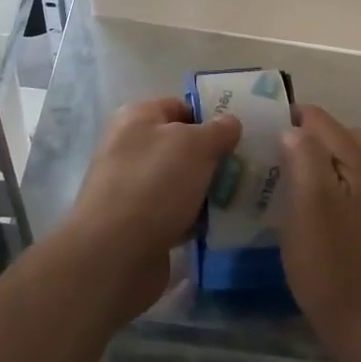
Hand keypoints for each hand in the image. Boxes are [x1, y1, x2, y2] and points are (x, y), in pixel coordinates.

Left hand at [61, 96, 240, 322]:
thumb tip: (231, 122)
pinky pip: (176, 213)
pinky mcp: (139, 225)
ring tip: (242, 196)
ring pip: (181, 181)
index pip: (180, 106)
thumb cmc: (155, 184)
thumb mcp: (195, 145)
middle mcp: (130, 148)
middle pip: (181, 146)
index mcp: (137, 118)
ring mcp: (133, 188)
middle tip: (247, 167)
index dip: (210, 116)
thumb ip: (218, 130)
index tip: (241, 133)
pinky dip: (195, 218)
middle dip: (213, 156)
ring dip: (207, 189)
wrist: (114, 255)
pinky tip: (221, 225)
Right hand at [280, 105, 360, 361]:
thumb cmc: (336, 265)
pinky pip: (342, 186)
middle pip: (331, 134)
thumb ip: (304, 157)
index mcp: (354, 157)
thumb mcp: (311, 205)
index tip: (252, 131)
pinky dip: (321, 185)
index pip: (315, 117)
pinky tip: (302, 210)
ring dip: (310, 161)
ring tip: (280, 179)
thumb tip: (291, 128)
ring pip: (338, 160)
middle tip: (264, 155)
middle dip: (298, 136)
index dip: (284, 117)